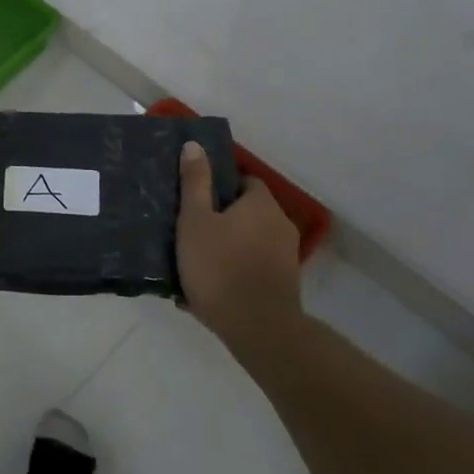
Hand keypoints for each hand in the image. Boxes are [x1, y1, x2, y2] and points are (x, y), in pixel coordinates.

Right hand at [176, 141, 303, 351]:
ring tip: (192, 263)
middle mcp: (280, 225)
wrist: (257, 329)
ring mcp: (285, 257)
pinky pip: (251, 268)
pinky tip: (205, 290)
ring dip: (224, 249)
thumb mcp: (195, 220)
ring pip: (247, 243)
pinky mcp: (284, 285)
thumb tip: (195, 145)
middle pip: (246, 213)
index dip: (219, 187)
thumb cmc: (220, 266)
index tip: (194, 200)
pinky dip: (232, 272)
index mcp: (261, 204)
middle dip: (220, 220)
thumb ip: (195, 182)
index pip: (244, 181)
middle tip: (188, 232)